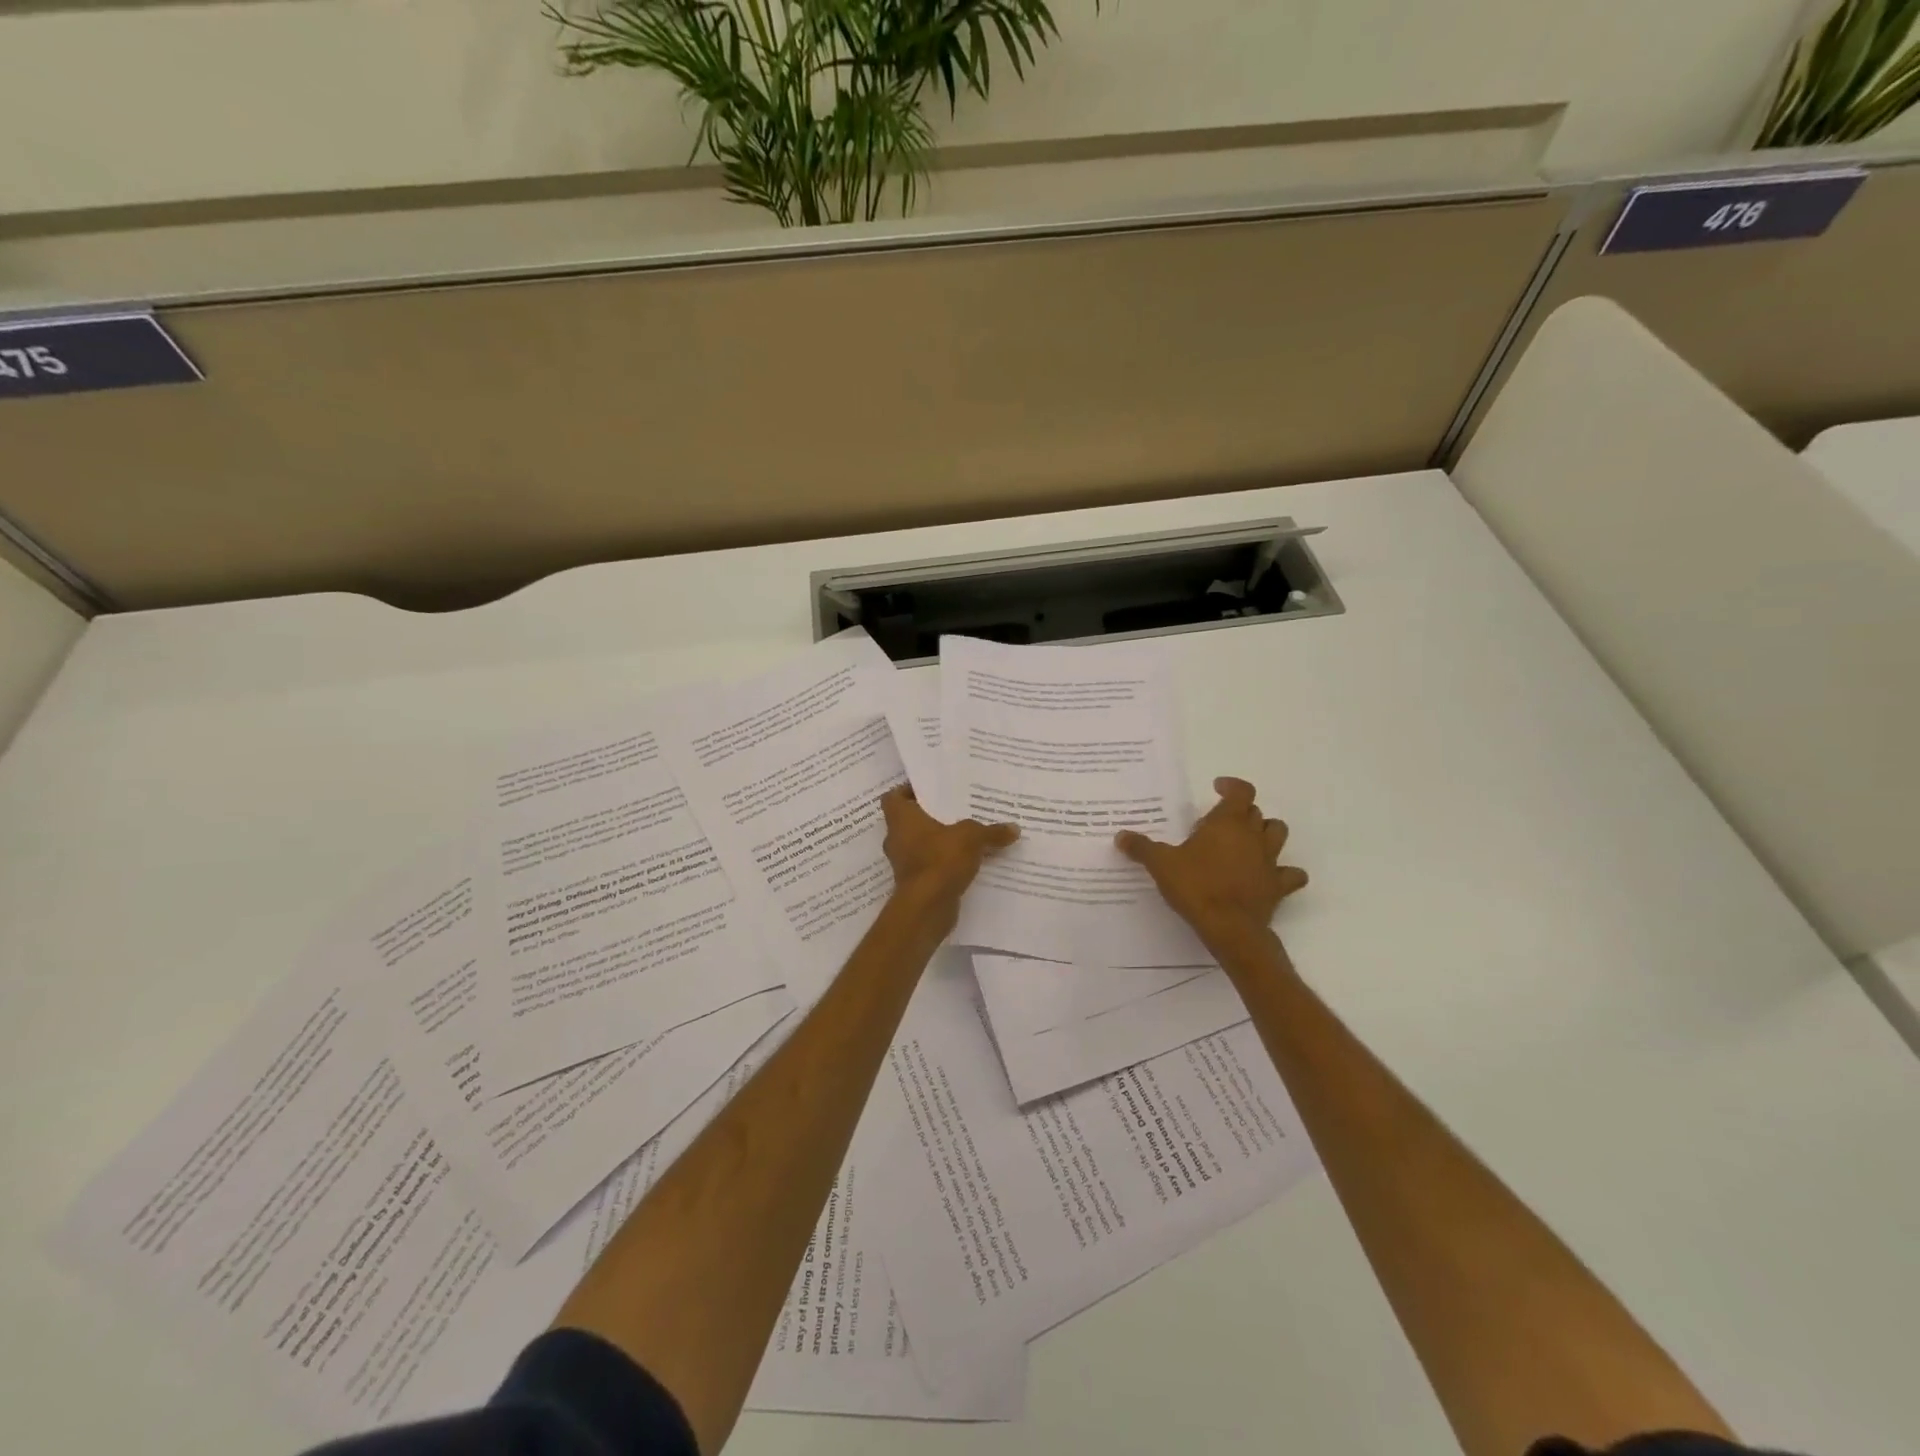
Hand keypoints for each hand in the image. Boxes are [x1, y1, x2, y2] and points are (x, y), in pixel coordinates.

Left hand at [880, 785, 1018, 919]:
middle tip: (956, 809)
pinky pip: (930, 866)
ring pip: (921, 845)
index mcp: (901, 819)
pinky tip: (968, 861)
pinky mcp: (915, 884)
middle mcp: (897, 839)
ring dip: (939, 842)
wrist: (927, 907)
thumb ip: (992, 831)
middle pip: (910, 821)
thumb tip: (1014, 828)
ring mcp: (904, 863)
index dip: (907, 791)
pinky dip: (944, 863)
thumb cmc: (940, 859)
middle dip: (931, 816)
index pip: (894, 797)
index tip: (929, 790)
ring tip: (966, 835)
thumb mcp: (972, 837)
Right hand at [1116, 777, 1306, 950]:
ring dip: (1266, 833)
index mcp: (1227, 823)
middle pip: (1257, 812)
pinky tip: (1271, 877)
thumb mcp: (1161, 864)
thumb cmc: (1195, 887)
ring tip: (1247, 842)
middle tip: (1219, 824)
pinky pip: (1291, 874)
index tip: (1217, 788)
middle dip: (1241, 813)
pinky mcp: (1278, 886)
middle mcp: (1253, 836)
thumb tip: (1120, 835)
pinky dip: (1285, 872)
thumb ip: (1142, 847)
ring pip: (1278, 834)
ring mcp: (1270, 861)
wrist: (1229, 928)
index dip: (1232, 786)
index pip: (1241, 792)